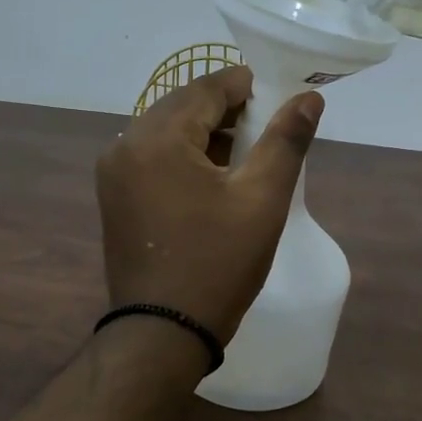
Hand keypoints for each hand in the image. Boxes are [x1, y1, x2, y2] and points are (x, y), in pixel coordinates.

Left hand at [97, 65, 323, 343]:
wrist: (162, 333)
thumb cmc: (217, 263)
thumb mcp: (261, 200)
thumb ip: (286, 141)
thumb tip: (308, 98)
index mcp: (155, 138)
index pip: (207, 88)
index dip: (248, 86)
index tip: (283, 99)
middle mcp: (124, 145)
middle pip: (183, 107)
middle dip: (228, 111)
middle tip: (270, 128)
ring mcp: (113, 173)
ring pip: (167, 132)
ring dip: (207, 134)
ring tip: (250, 155)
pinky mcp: (114, 197)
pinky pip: (153, 157)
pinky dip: (185, 156)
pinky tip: (215, 178)